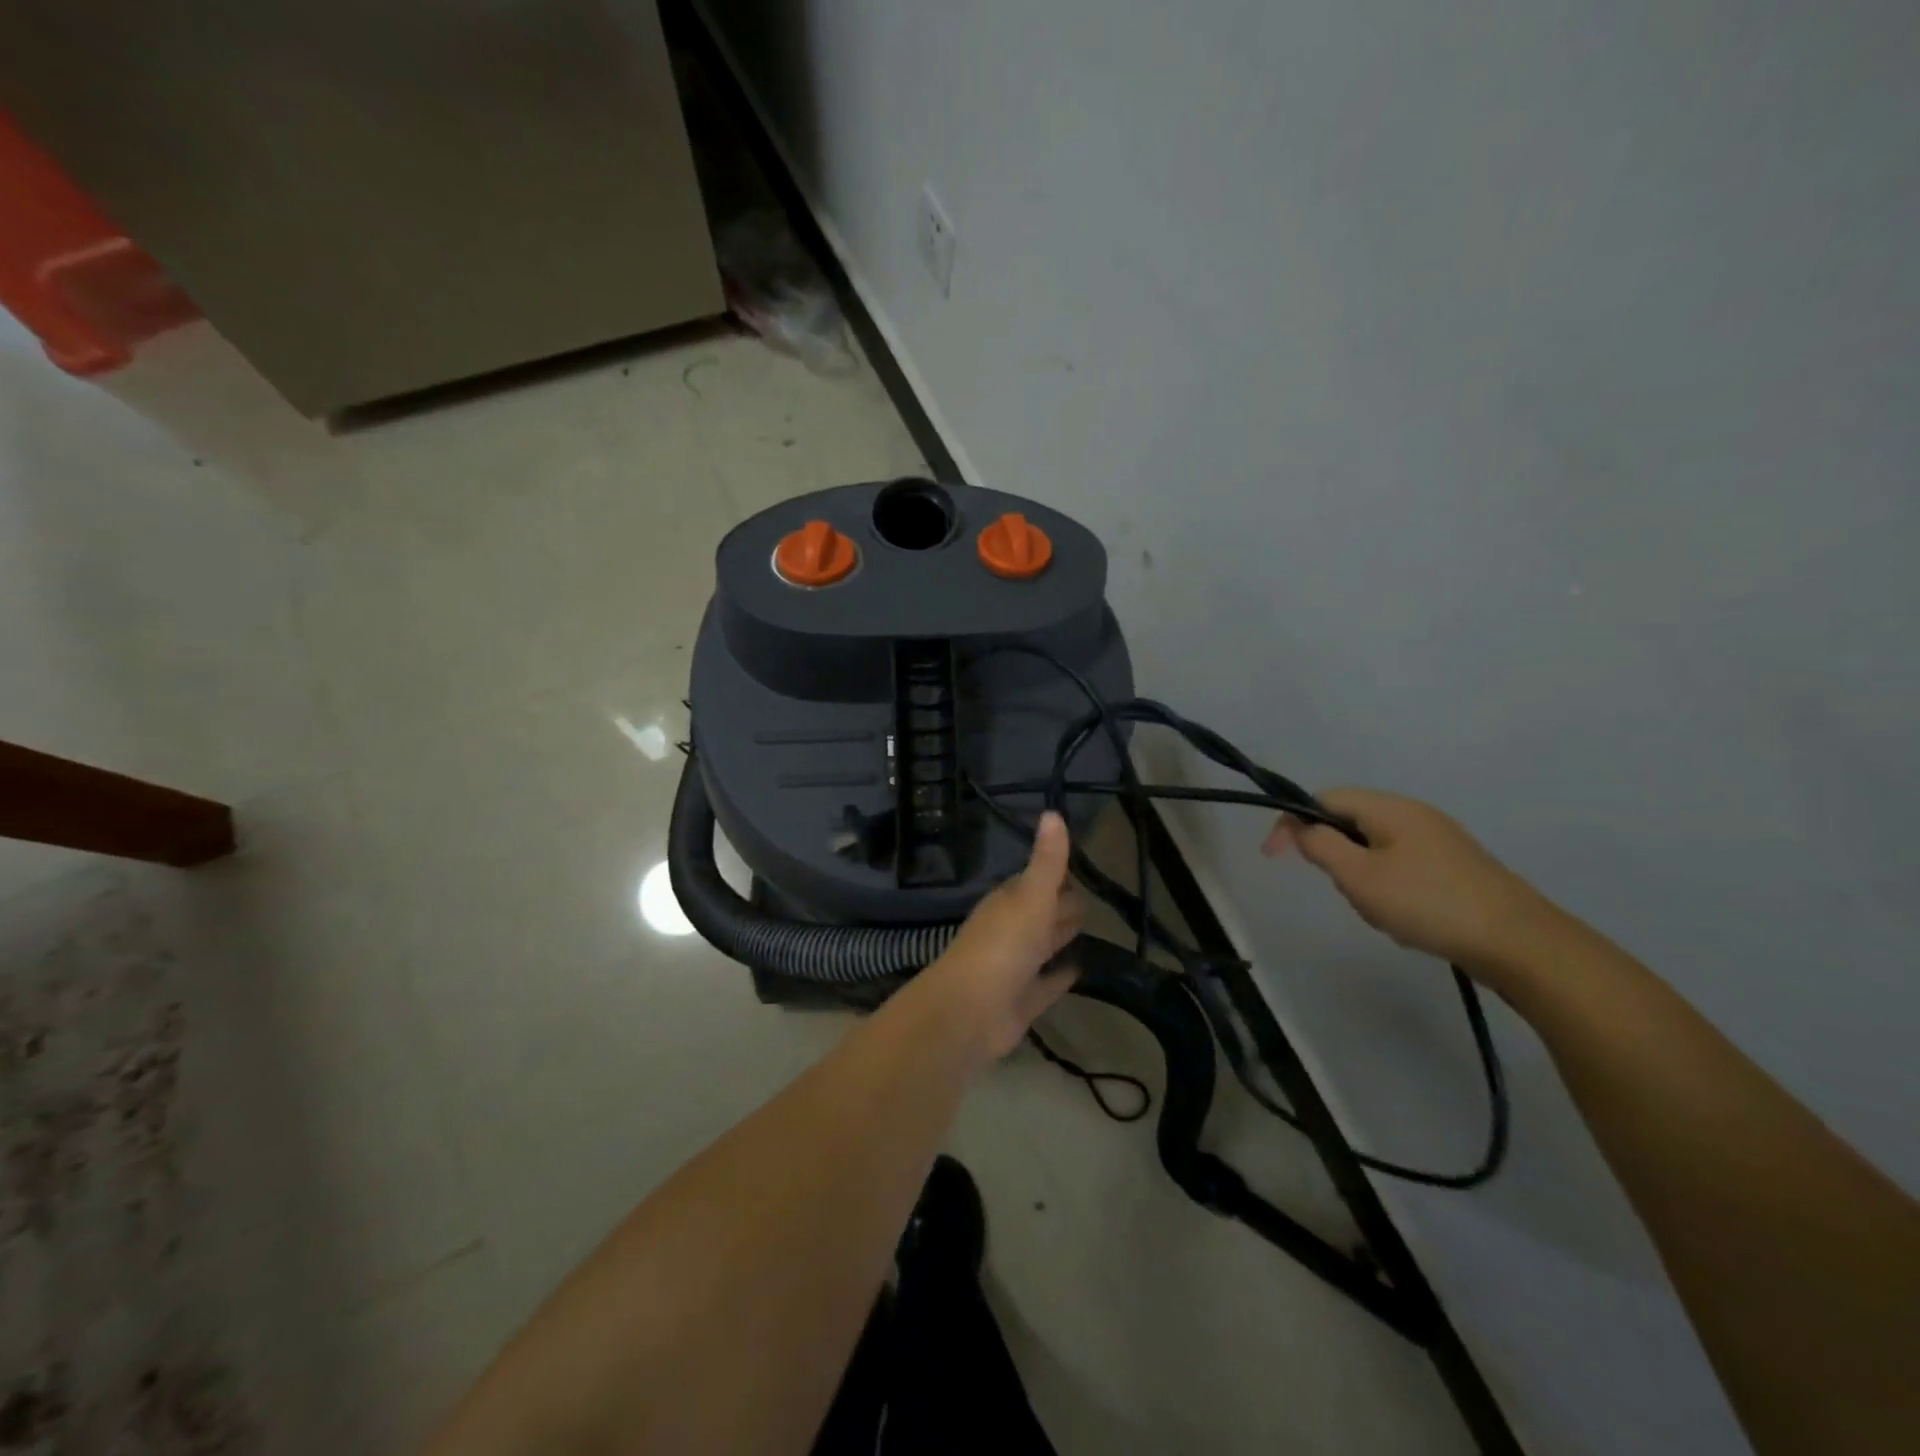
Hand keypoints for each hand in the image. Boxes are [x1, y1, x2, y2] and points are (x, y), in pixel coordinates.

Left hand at [917, 812, 1083, 1064]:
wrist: (969, 1011)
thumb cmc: (1002, 946)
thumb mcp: (1030, 896)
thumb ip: (1047, 861)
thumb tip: (1053, 812)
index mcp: (1009, 903)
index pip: (1036, 883)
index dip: (1057, 877)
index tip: (1080, 870)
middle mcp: (1010, 931)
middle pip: (1041, 914)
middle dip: (1061, 907)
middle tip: (1091, 902)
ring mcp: (1014, 967)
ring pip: (1042, 947)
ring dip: (1060, 939)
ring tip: (1088, 931)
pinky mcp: (1022, 1001)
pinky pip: (1046, 984)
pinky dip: (1060, 977)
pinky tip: (1079, 970)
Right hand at [1264, 788, 1551, 973]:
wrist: (1519, 943)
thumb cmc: (1428, 903)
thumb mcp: (1359, 876)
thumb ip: (1320, 846)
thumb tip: (1300, 828)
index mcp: (1389, 808)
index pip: (1323, 799)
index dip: (1293, 823)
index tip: (1274, 857)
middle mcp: (1413, 815)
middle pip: (1348, 825)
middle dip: (1336, 860)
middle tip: (1348, 893)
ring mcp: (1438, 842)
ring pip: (1373, 852)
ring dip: (1363, 881)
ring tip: (1383, 914)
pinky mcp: (1454, 868)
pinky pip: (1401, 870)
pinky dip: (1390, 892)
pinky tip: (1407, 921)